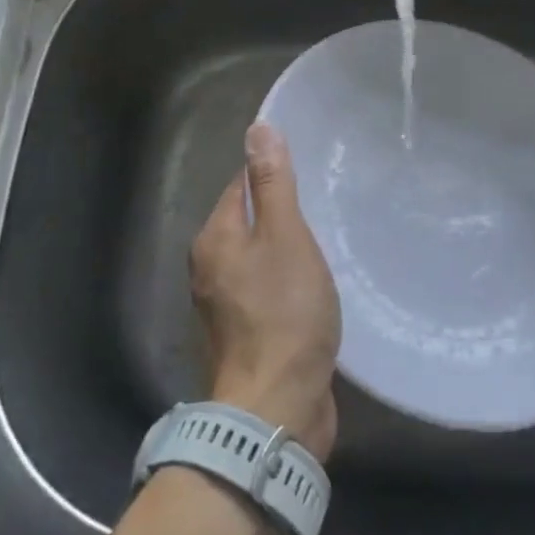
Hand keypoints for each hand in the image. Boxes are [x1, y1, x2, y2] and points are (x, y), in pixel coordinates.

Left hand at [191, 123, 341, 460]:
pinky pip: (265, 290)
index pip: (241, 186)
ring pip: (257, 258)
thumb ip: (273, 183)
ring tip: (326, 241)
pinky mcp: (244, 335)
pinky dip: (286, 282)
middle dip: (280, 212)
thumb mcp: (285, 236)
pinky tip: (315, 286)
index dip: (271, 174)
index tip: (308, 171)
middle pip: (247, 222)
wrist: (276, 407)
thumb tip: (257, 127)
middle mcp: (209, 268)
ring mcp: (224, 306)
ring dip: (285, 249)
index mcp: (214, 239)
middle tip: (325, 205)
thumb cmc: (284, 312)